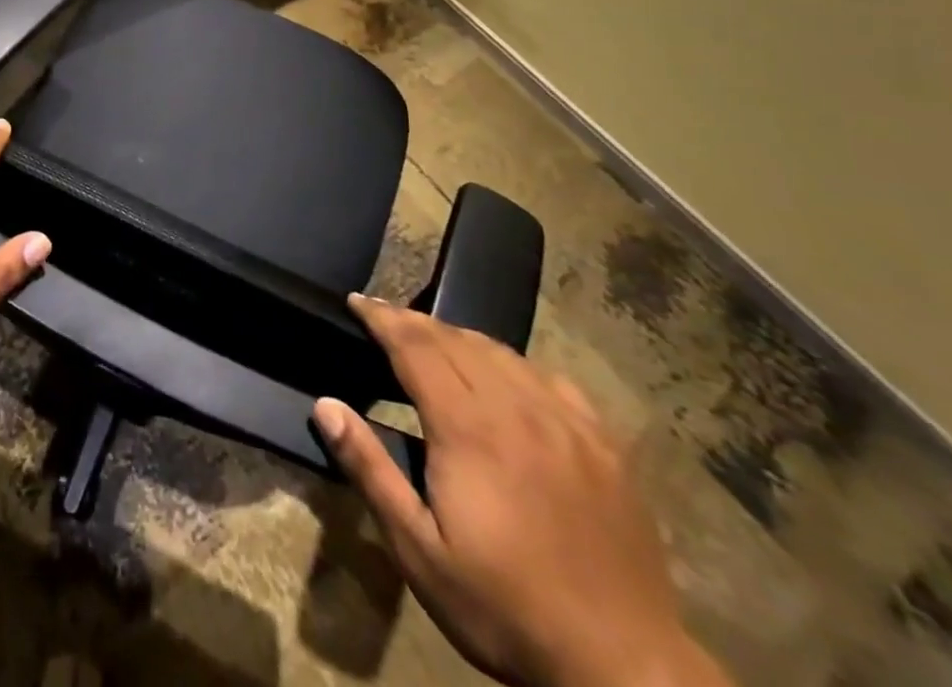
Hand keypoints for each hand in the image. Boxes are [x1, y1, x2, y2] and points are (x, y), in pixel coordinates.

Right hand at [312, 299, 729, 686]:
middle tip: (383, 316)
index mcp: (468, 428)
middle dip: (413, 321)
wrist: (625, 672)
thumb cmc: (505, 609)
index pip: (415, 346)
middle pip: (455, 340)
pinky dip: (512, 363)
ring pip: (501, 352)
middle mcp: (517, 408)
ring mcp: (566, 424)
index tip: (356, 301)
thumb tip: (326, 406)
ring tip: (432, 339)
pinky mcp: (604, 446)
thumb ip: (370, 470)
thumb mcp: (419, 551)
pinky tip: (506, 377)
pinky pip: (549, 378)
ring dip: (458, 336)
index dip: (382, 318)